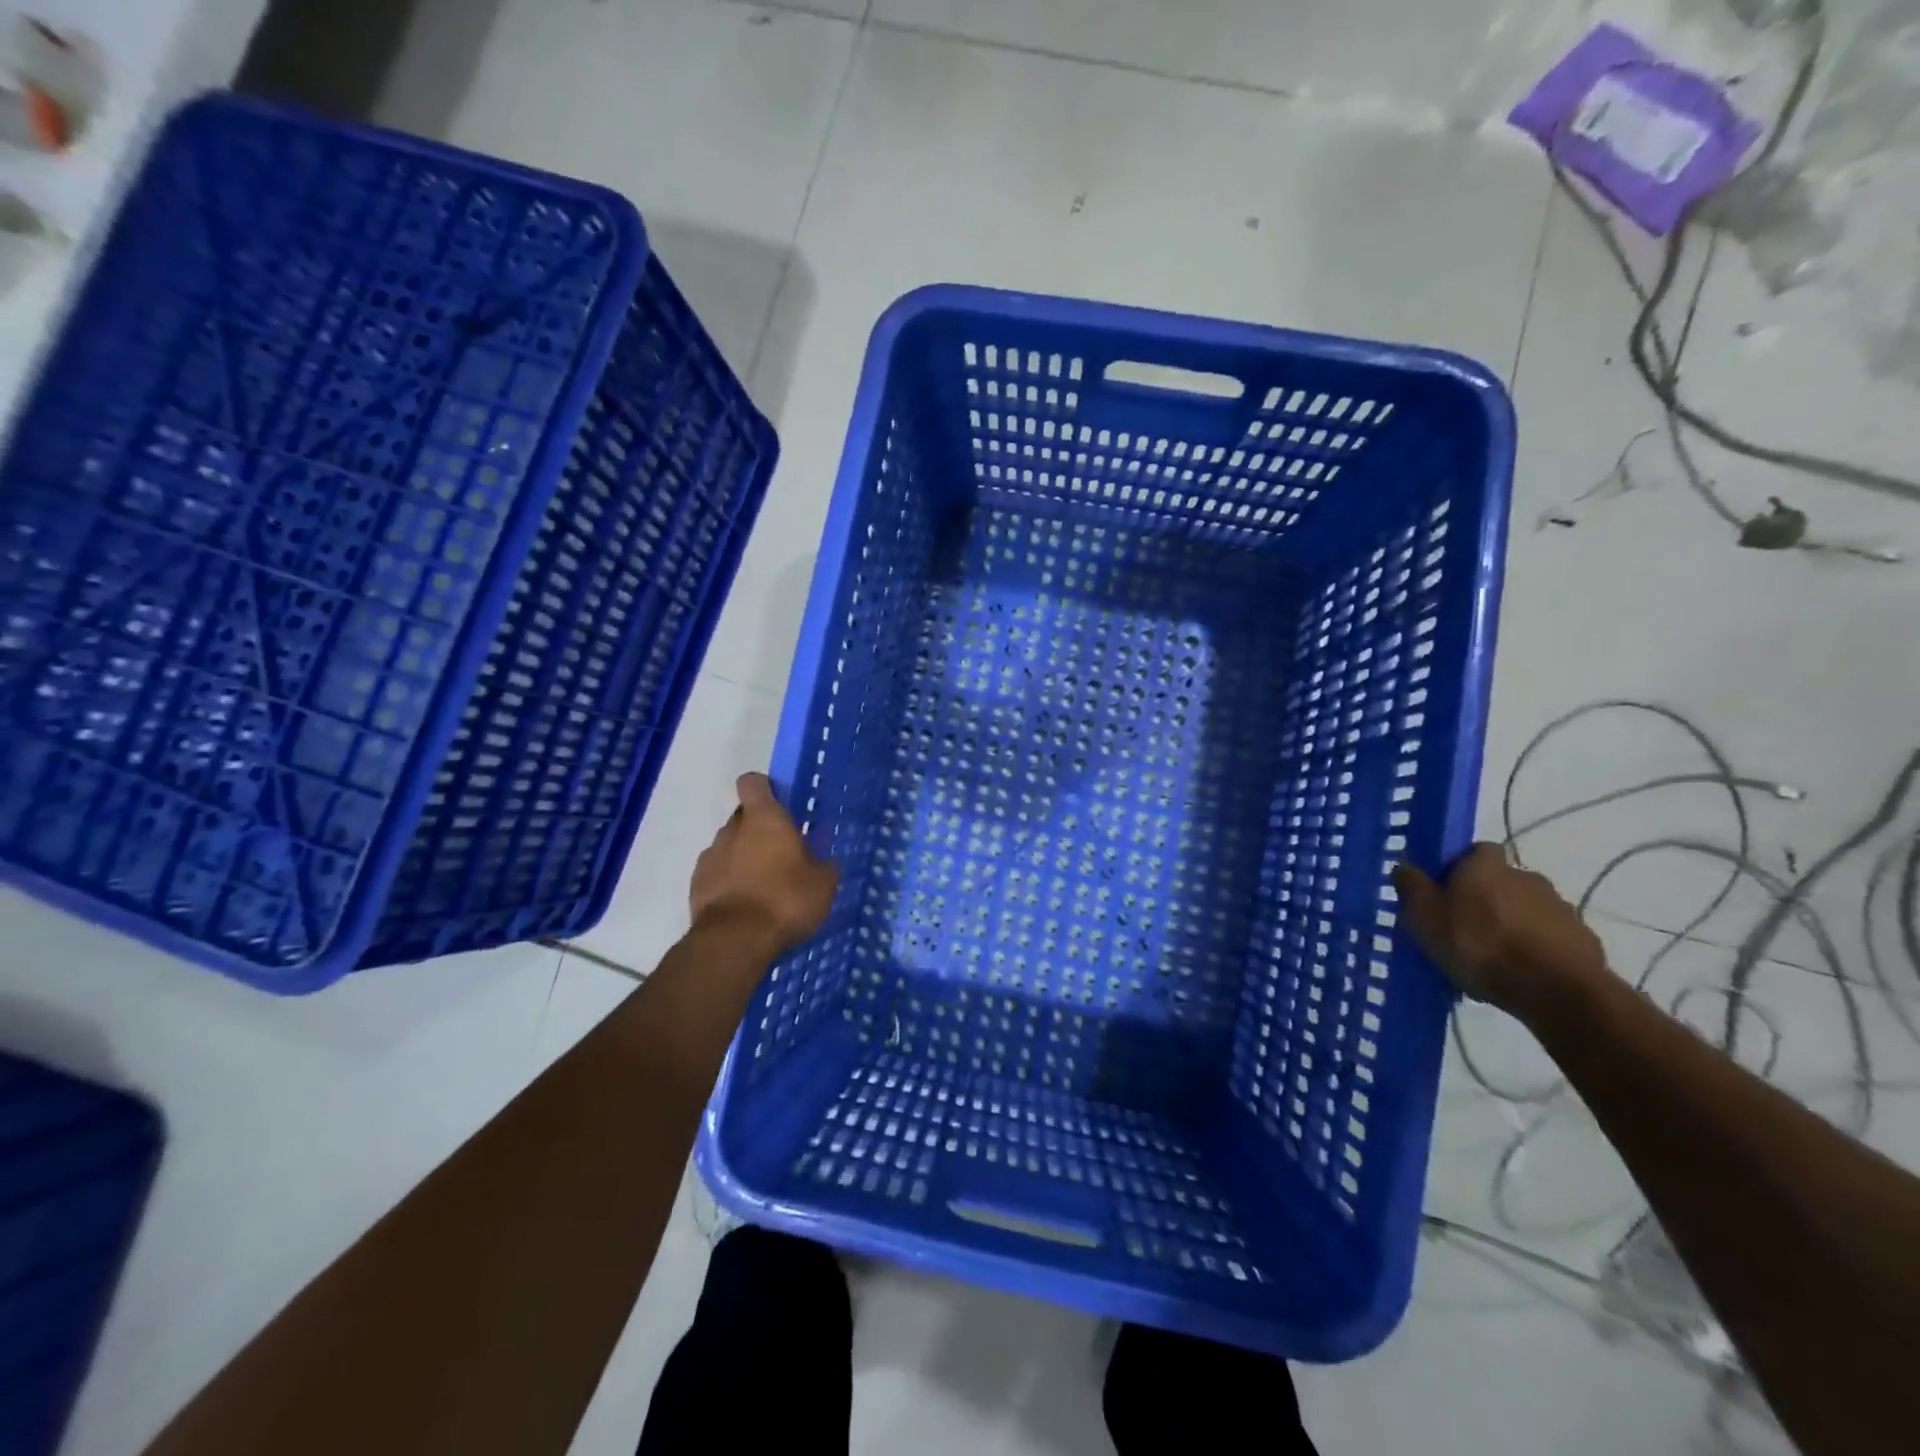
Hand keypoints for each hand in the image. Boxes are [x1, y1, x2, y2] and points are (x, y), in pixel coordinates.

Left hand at [690, 773, 837, 954]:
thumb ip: (823, 865)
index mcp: (764, 819)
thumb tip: (824, 861)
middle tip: (781, 853)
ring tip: (763, 885)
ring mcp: (709, 857)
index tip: (780, 804)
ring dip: (743, 857)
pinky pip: (716, 874)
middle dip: (758, 829)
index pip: (752, 783)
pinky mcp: (696, 886)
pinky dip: (728, 882)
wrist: (734, 941)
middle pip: (742, 816)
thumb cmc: (785, 900)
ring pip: (728, 846)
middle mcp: (732, 830)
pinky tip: (745, 905)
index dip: (764, 789)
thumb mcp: (823, 884)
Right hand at [1393, 845, 1608, 1014]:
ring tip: (1491, 958)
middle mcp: (1526, 875)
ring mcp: (1559, 907)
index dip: (1459, 867)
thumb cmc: (1478, 944)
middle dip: (1485, 899)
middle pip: (1500, 880)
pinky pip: (1548, 937)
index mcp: (1486, 864)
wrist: (1556, 990)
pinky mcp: (1583, 939)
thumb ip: (1411, 887)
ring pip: (1525, 909)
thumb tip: (1404, 866)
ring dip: (1511, 924)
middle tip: (1463, 928)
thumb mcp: (1424, 917)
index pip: (1475, 850)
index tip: (1445, 892)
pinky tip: (1519, 973)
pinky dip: (1534, 948)